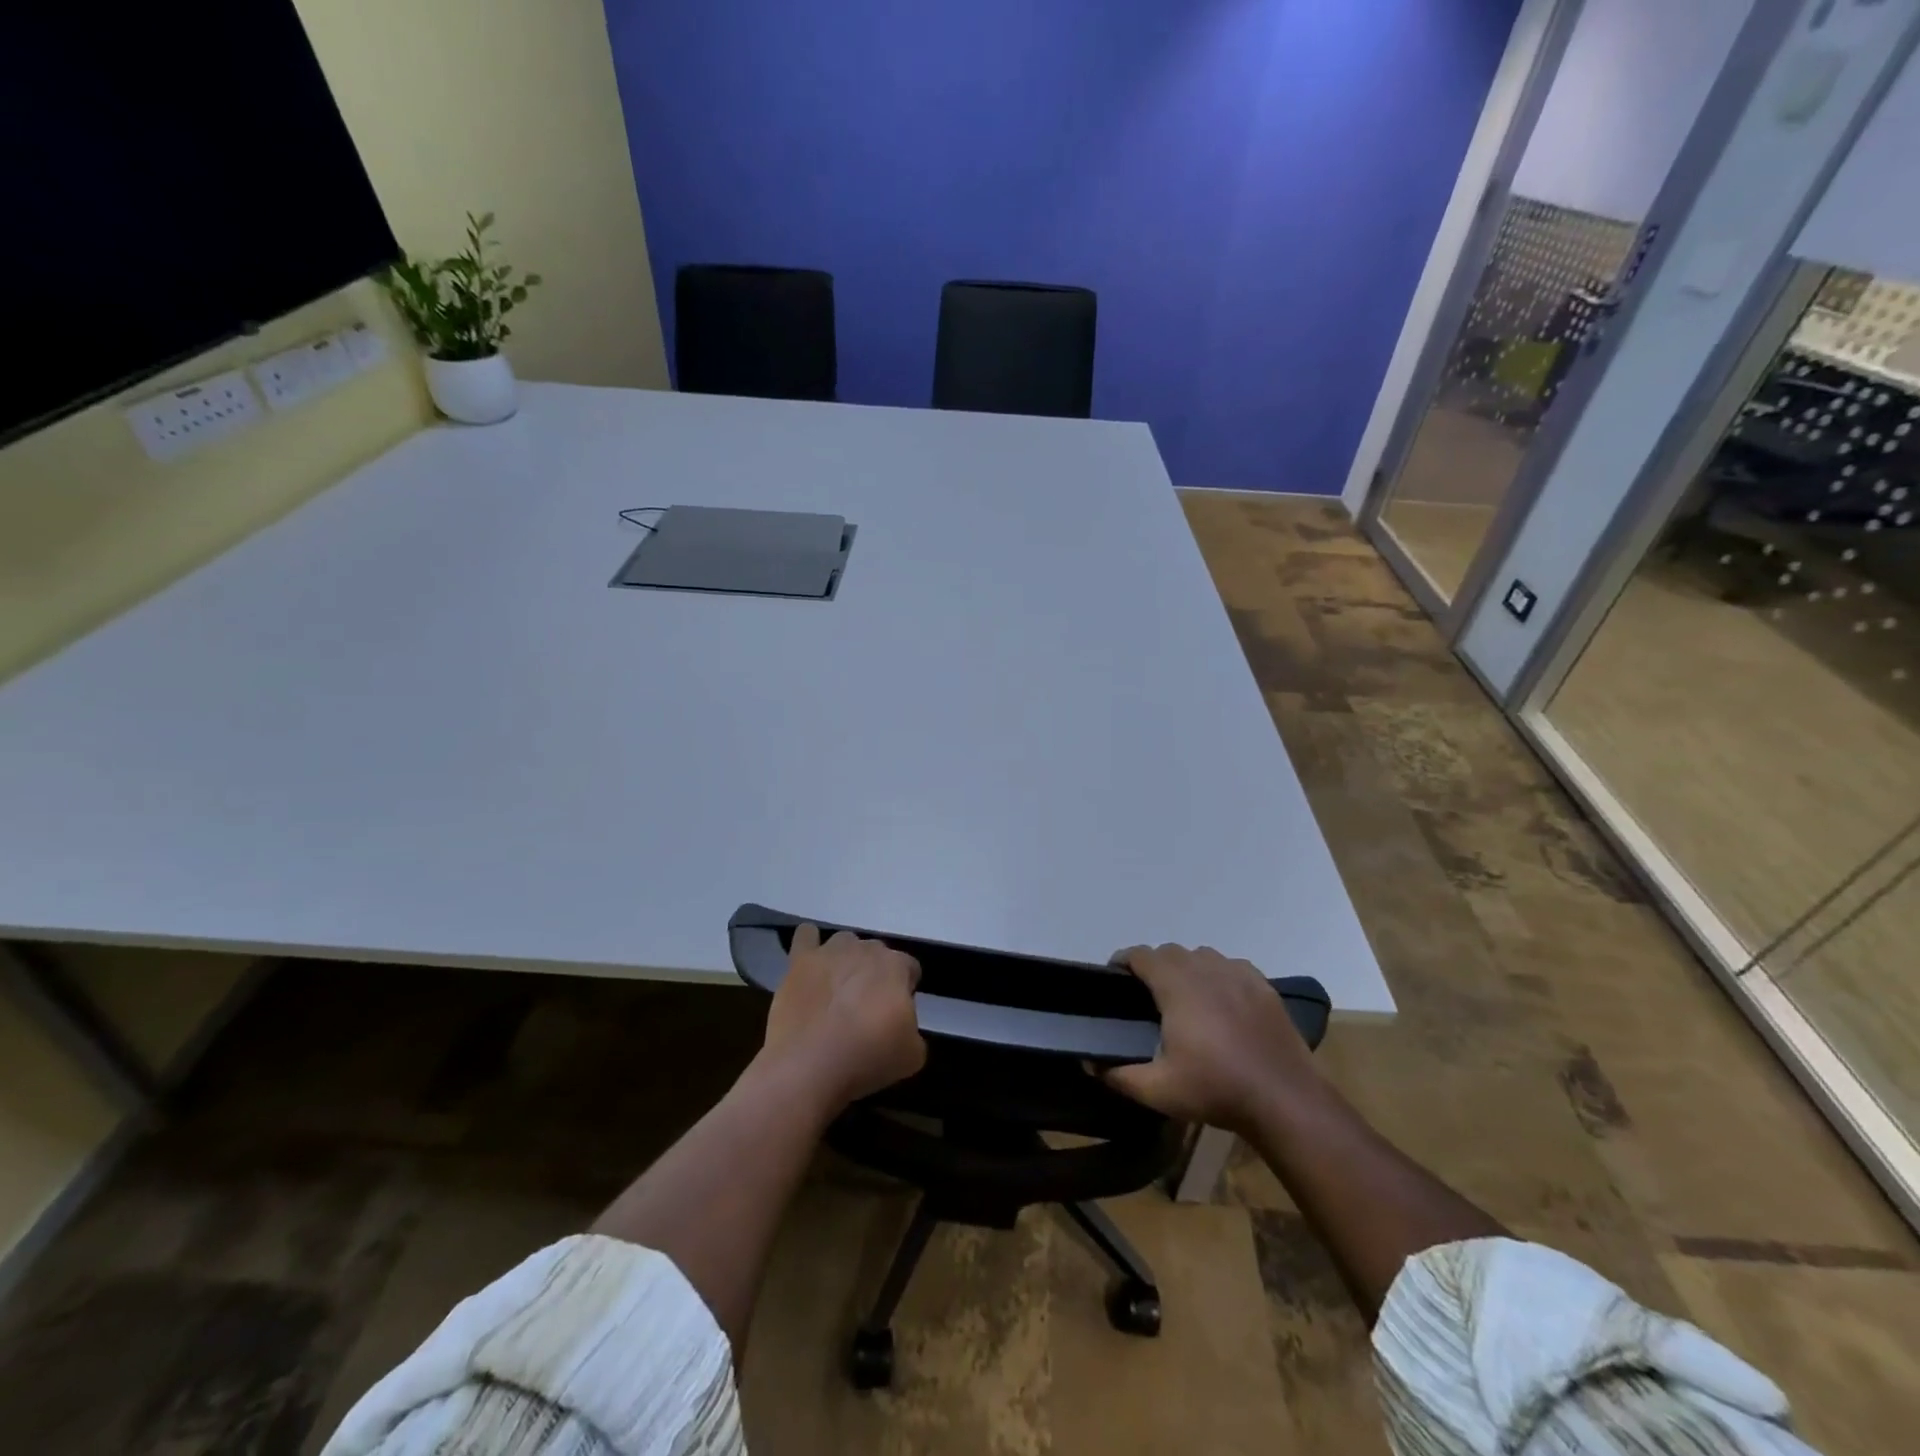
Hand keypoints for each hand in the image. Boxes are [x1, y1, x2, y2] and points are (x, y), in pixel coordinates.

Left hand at [762, 924, 925, 1111]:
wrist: (809, 1068)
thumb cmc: (866, 1060)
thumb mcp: (912, 1056)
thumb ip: (913, 1029)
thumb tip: (900, 1024)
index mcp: (896, 967)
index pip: (909, 968)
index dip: (904, 990)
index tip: (896, 1015)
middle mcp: (865, 949)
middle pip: (876, 953)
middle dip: (874, 975)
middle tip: (866, 1009)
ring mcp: (830, 952)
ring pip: (844, 942)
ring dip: (846, 960)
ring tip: (837, 990)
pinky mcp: (799, 961)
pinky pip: (806, 935)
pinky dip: (810, 944)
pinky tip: (811, 964)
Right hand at [1101, 944, 1322, 1132]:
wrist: (1284, 1099)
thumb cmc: (1216, 1089)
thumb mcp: (1158, 1090)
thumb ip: (1118, 1075)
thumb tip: (1088, 1063)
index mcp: (1176, 985)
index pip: (1141, 955)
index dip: (1123, 961)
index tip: (1114, 978)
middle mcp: (1206, 968)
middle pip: (1170, 952)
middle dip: (1154, 966)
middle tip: (1146, 996)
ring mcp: (1239, 974)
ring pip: (1202, 956)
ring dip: (1187, 968)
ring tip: (1184, 997)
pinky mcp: (1264, 986)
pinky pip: (1231, 967)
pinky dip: (1219, 975)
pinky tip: (1221, 1002)